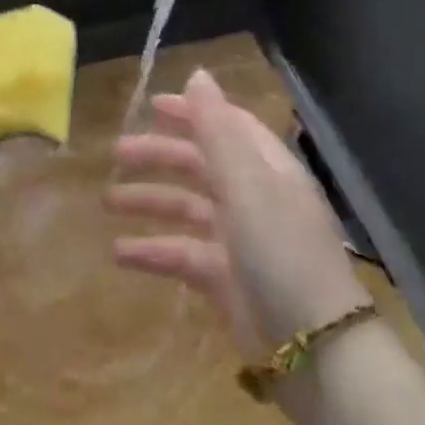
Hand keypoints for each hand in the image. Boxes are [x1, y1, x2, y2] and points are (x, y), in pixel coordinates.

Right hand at [107, 68, 369, 361]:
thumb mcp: (246, 182)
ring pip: (186, 209)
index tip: (151, 105)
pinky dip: (152, 251)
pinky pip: (182, 255)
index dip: (192, 112)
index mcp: (265, 167)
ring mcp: (239, 240)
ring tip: (107, 202)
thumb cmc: (280, 250)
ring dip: (148, 202)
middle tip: (116, 154)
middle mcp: (253, 197)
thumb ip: (217, 128)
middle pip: (199, 164)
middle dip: (158, 156)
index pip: (226, 126)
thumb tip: (197, 73)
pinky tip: (119, 254)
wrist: (317, 352)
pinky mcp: (225, 281)